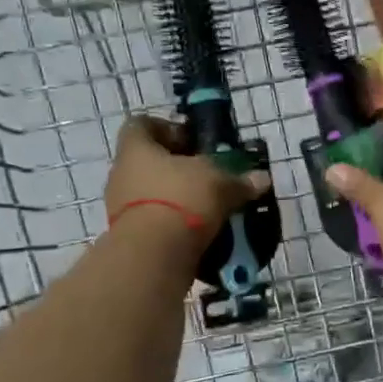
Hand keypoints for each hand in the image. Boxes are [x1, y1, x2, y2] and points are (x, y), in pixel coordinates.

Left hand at [104, 115, 270, 249]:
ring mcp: (120, 208)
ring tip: (207, 207)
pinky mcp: (128, 237)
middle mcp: (121, 174)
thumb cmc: (181, 200)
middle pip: (147, 162)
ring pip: (151, 194)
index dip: (166, 128)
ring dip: (175, 198)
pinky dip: (173, 225)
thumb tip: (262, 178)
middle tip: (206, 175)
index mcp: (136, 149)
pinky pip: (153, 223)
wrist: (152, 256)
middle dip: (177, 168)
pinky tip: (197, 232)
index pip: (141, 125)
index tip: (191, 140)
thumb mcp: (219, 183)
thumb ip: (239, 180)